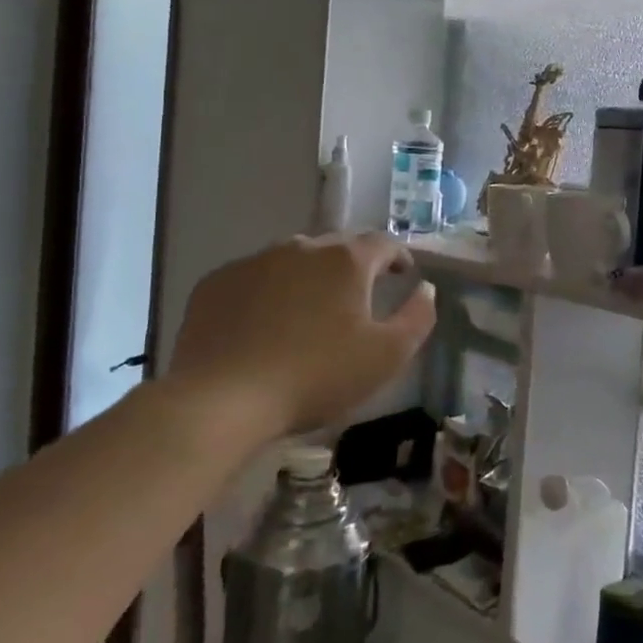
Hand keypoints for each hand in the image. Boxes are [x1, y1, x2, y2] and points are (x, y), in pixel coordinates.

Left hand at [166, 234, 434, 436]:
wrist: (222, 400)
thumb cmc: (316, 376)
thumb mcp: (386, 356)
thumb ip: (417, 317)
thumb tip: (426, 289)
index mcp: (346, 260)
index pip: (383, 242)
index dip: (398, 256)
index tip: (403, 275)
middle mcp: (301, 247)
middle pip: (337, 247)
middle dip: (353, 267)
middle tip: (357, 298)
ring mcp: (254, 261)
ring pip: (293, 260)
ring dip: (308, 278)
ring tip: (309, 312)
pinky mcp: (216, 282)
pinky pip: (254, 278)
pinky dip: (267, 292)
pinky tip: (263, 324)